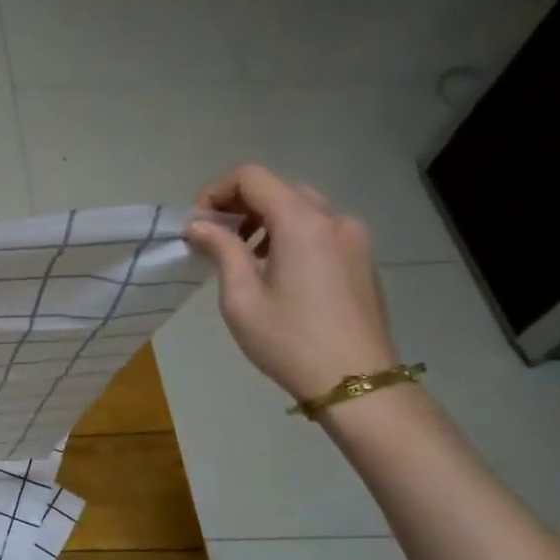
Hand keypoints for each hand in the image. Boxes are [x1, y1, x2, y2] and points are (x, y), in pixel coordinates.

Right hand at [184, 165, 399, 402]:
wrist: (356, 382)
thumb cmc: (289, 341)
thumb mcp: (241, 297)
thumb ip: (221, 250)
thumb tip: (198, 225)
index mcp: (301, 222)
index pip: (251, 177)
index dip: (215, 191)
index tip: (197, 226)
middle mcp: (333, 218)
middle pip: (277, 188)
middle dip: (239, 205)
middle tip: (214, 240)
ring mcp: (353, 237)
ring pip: (300, 207)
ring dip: (264, 220)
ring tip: (242, 257)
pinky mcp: (361, 258)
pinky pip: (319, 229)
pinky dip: (288, 234)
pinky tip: (274, 271)